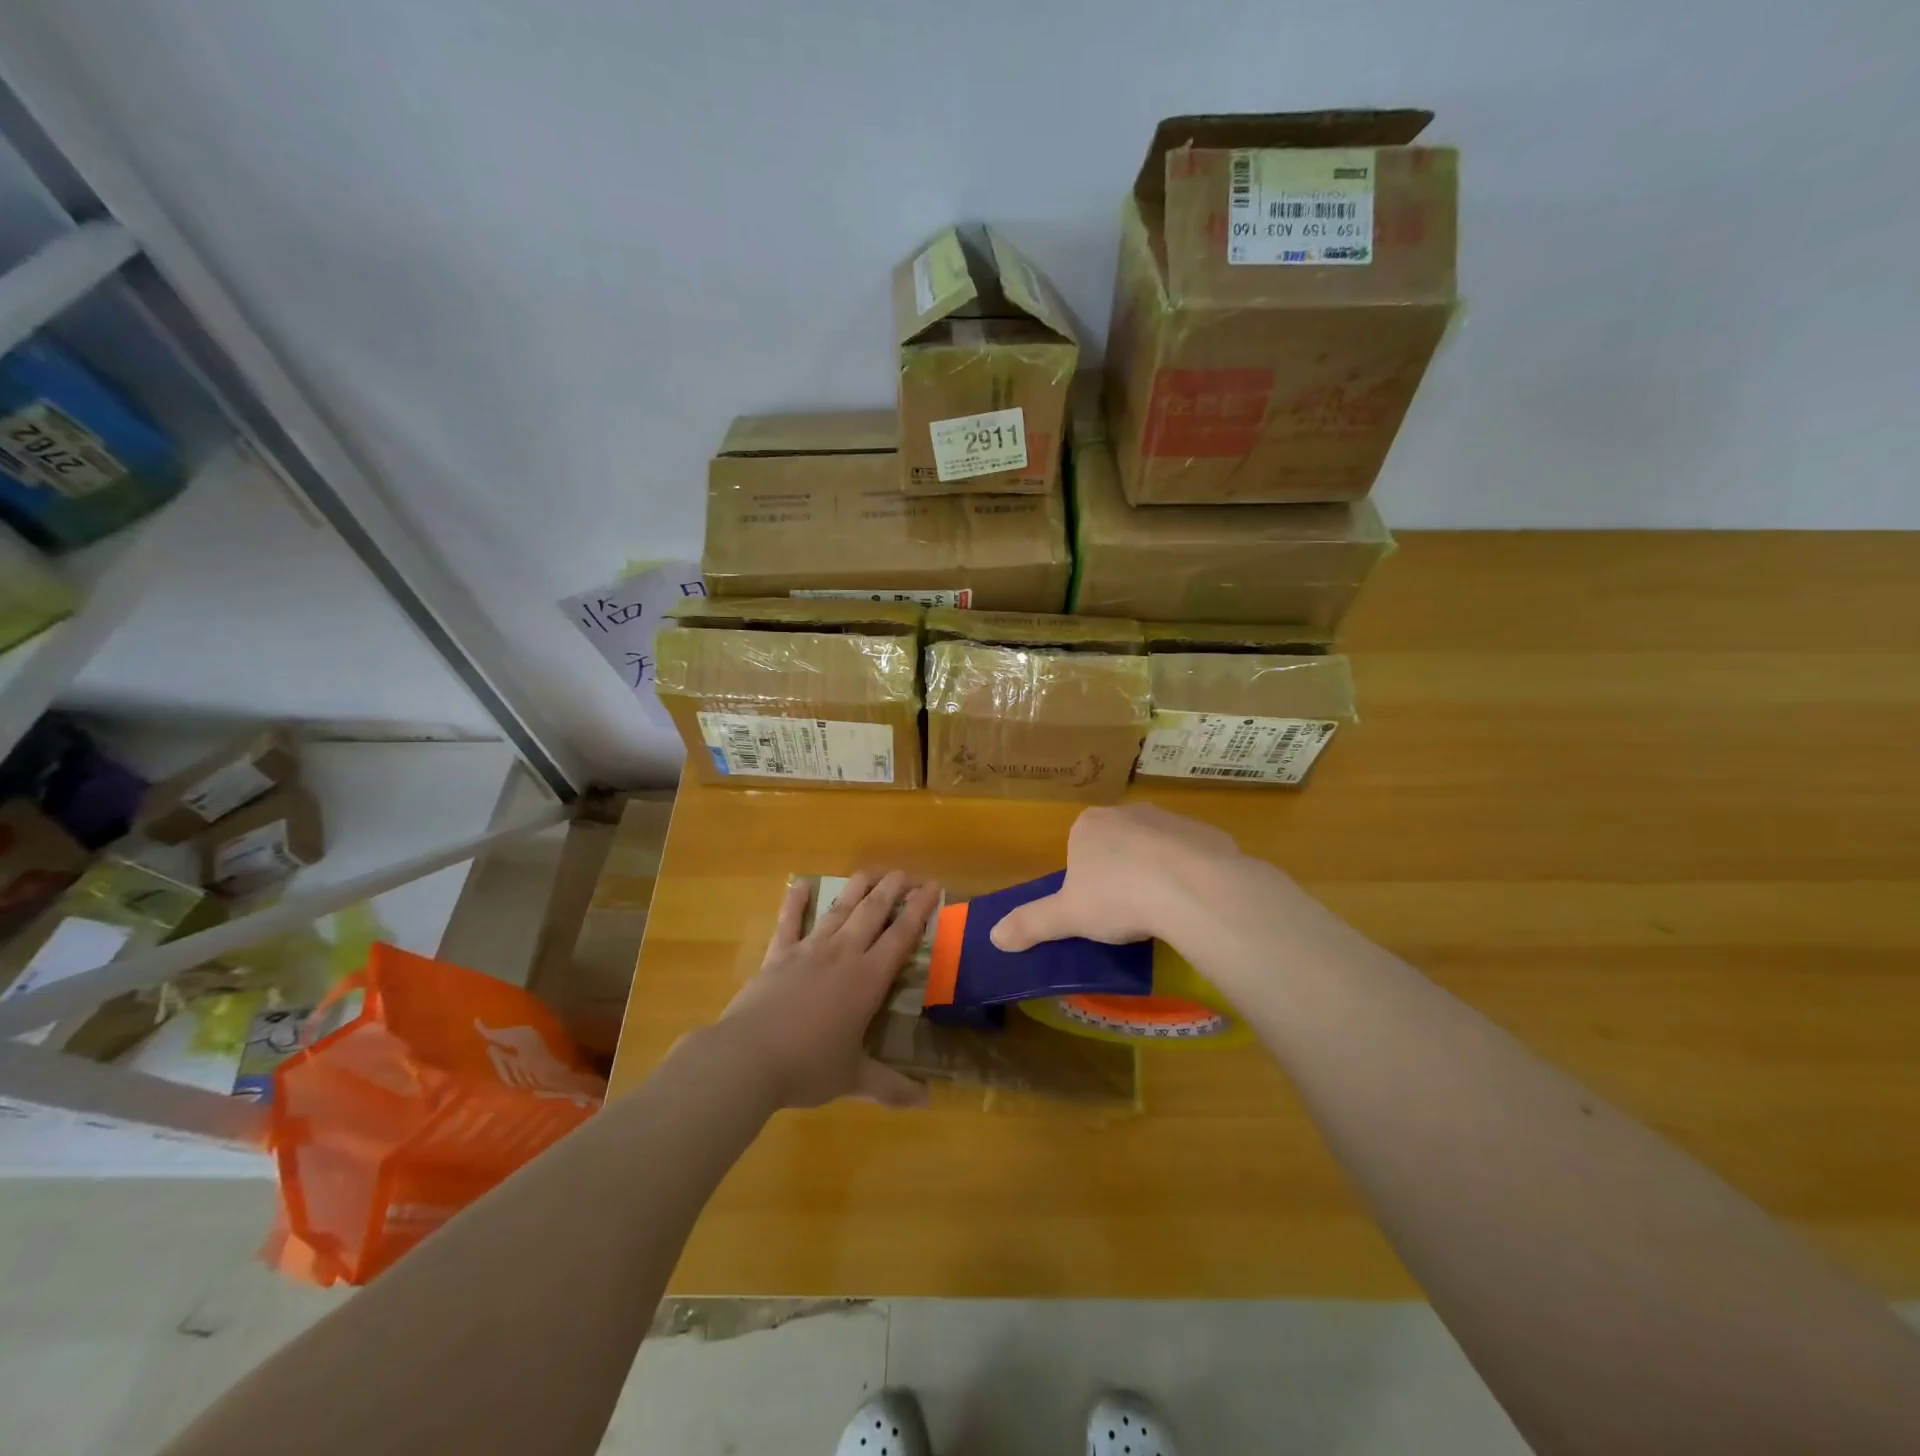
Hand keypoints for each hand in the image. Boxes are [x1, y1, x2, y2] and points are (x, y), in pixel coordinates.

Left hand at [715, 870, 940, 1110]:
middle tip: (907, 873)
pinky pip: (789, 921)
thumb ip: (891, 1087)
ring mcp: (809, 949)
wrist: (749, 1057)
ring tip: (872, 871)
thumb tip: (927, 1102)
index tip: (933, 887)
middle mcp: (843, 954)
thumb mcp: (853, 1078)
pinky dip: (795, 902)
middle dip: (893, 888)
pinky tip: (801, 885)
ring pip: (839, 909)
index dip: (919, 909)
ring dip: (858, 887)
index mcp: (868, 979)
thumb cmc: (808, 1067)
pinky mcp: (778, 954)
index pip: (901, 935)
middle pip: (873, 910)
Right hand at [989, 804, 1257, 952]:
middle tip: (1127, 912)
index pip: (1079, 848)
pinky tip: (1193, 903)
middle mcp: (1128, 812)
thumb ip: (1031, 923)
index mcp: (1089, 825)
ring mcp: (1170, 819)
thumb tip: (993, 937)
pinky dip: (1191, 876)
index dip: (1085, 879)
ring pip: (1156, 848)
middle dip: (1121, 872)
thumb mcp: (1067, 917)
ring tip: (1162, 911)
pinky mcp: (1208, 833)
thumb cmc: (1118, 896)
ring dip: (1157, 872)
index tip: (1096, 908)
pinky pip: (1193, 856)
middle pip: (1118, 844)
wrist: (1192, 888)